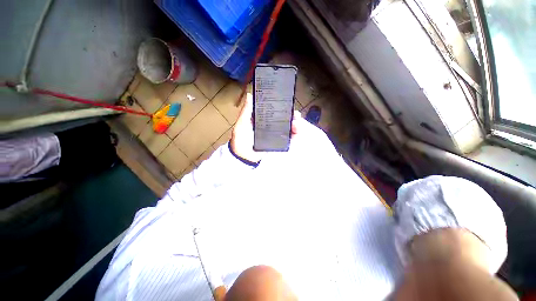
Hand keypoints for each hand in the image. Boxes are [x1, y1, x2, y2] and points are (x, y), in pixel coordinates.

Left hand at [230, 93, 300, 162]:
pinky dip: (295, 137)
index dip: (283, 106)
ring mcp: (276, 135)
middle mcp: (271, 126)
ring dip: (296, 125)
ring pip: (289, 128)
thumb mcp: (242, 124)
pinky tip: (297, 134)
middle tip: (296, 115)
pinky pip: (289, 140)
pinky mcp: (278, 144)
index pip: (275, 110)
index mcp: (263, 119)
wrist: (244, 157)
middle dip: (292, 116)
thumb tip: (250, 95)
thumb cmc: (240, 140)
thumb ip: (246, 112)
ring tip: (297, 125)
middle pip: (285, 119)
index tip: (289, 103)